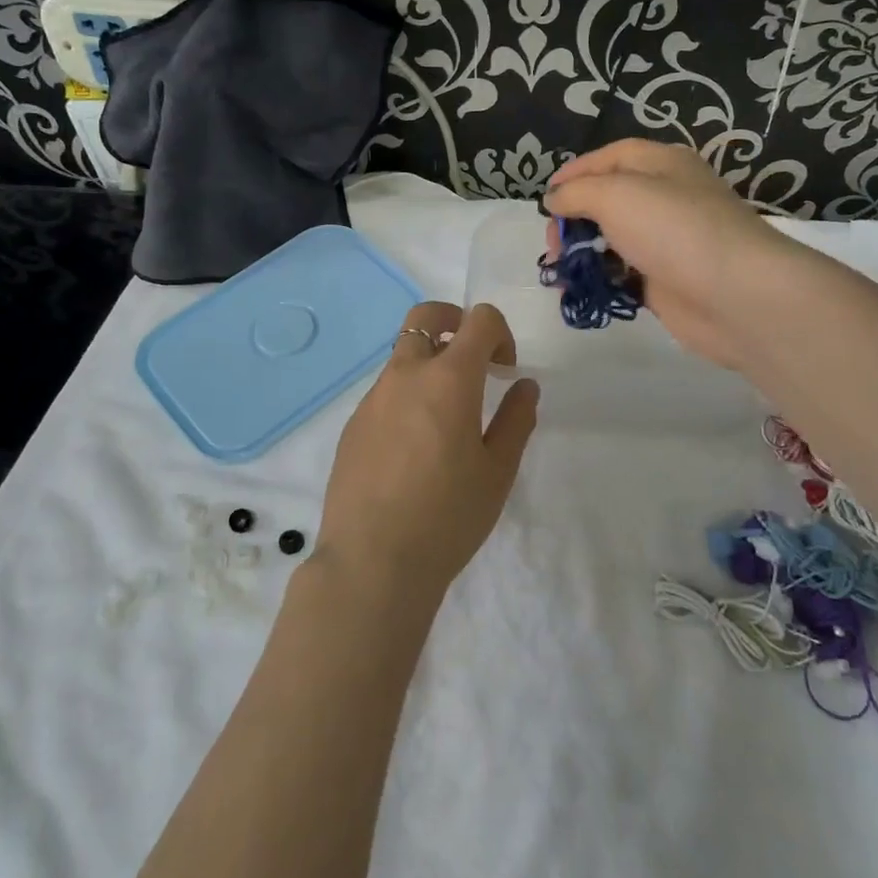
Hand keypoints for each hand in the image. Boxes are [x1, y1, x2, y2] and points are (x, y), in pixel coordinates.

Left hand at [317, 302, 538, 604]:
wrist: (372, 561)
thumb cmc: (447, 517)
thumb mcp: (497, 472)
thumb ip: (516, 420)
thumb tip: (524, 386)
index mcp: (448, 379)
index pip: (478, 320)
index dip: (500, 333)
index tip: (505, 370)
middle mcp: (405, 374)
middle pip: (426, 316)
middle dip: (455, 322)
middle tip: (474, 359)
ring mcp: (373, 397)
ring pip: (404, 355)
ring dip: (430, 364)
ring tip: (447, 419)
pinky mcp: (353, 423)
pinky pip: (385, 392)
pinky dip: (407, 397)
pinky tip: (414, 449)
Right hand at [544, 139, 788, 371]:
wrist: (733, 293)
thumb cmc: (673, 229)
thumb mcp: (615, 194)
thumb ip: (576, 193)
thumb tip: (554, 200)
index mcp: (661, 164)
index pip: (610, 157)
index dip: (574, 172)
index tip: (545, 199)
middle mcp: (665, 197)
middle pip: (608, 199)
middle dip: (574, 217)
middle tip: (554, 242)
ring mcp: (666, 241)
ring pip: (612, 239)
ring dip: (582, 251)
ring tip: (560, 269)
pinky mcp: (665, 281)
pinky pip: (622, 274)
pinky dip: (599, 279)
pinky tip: (579, 290)